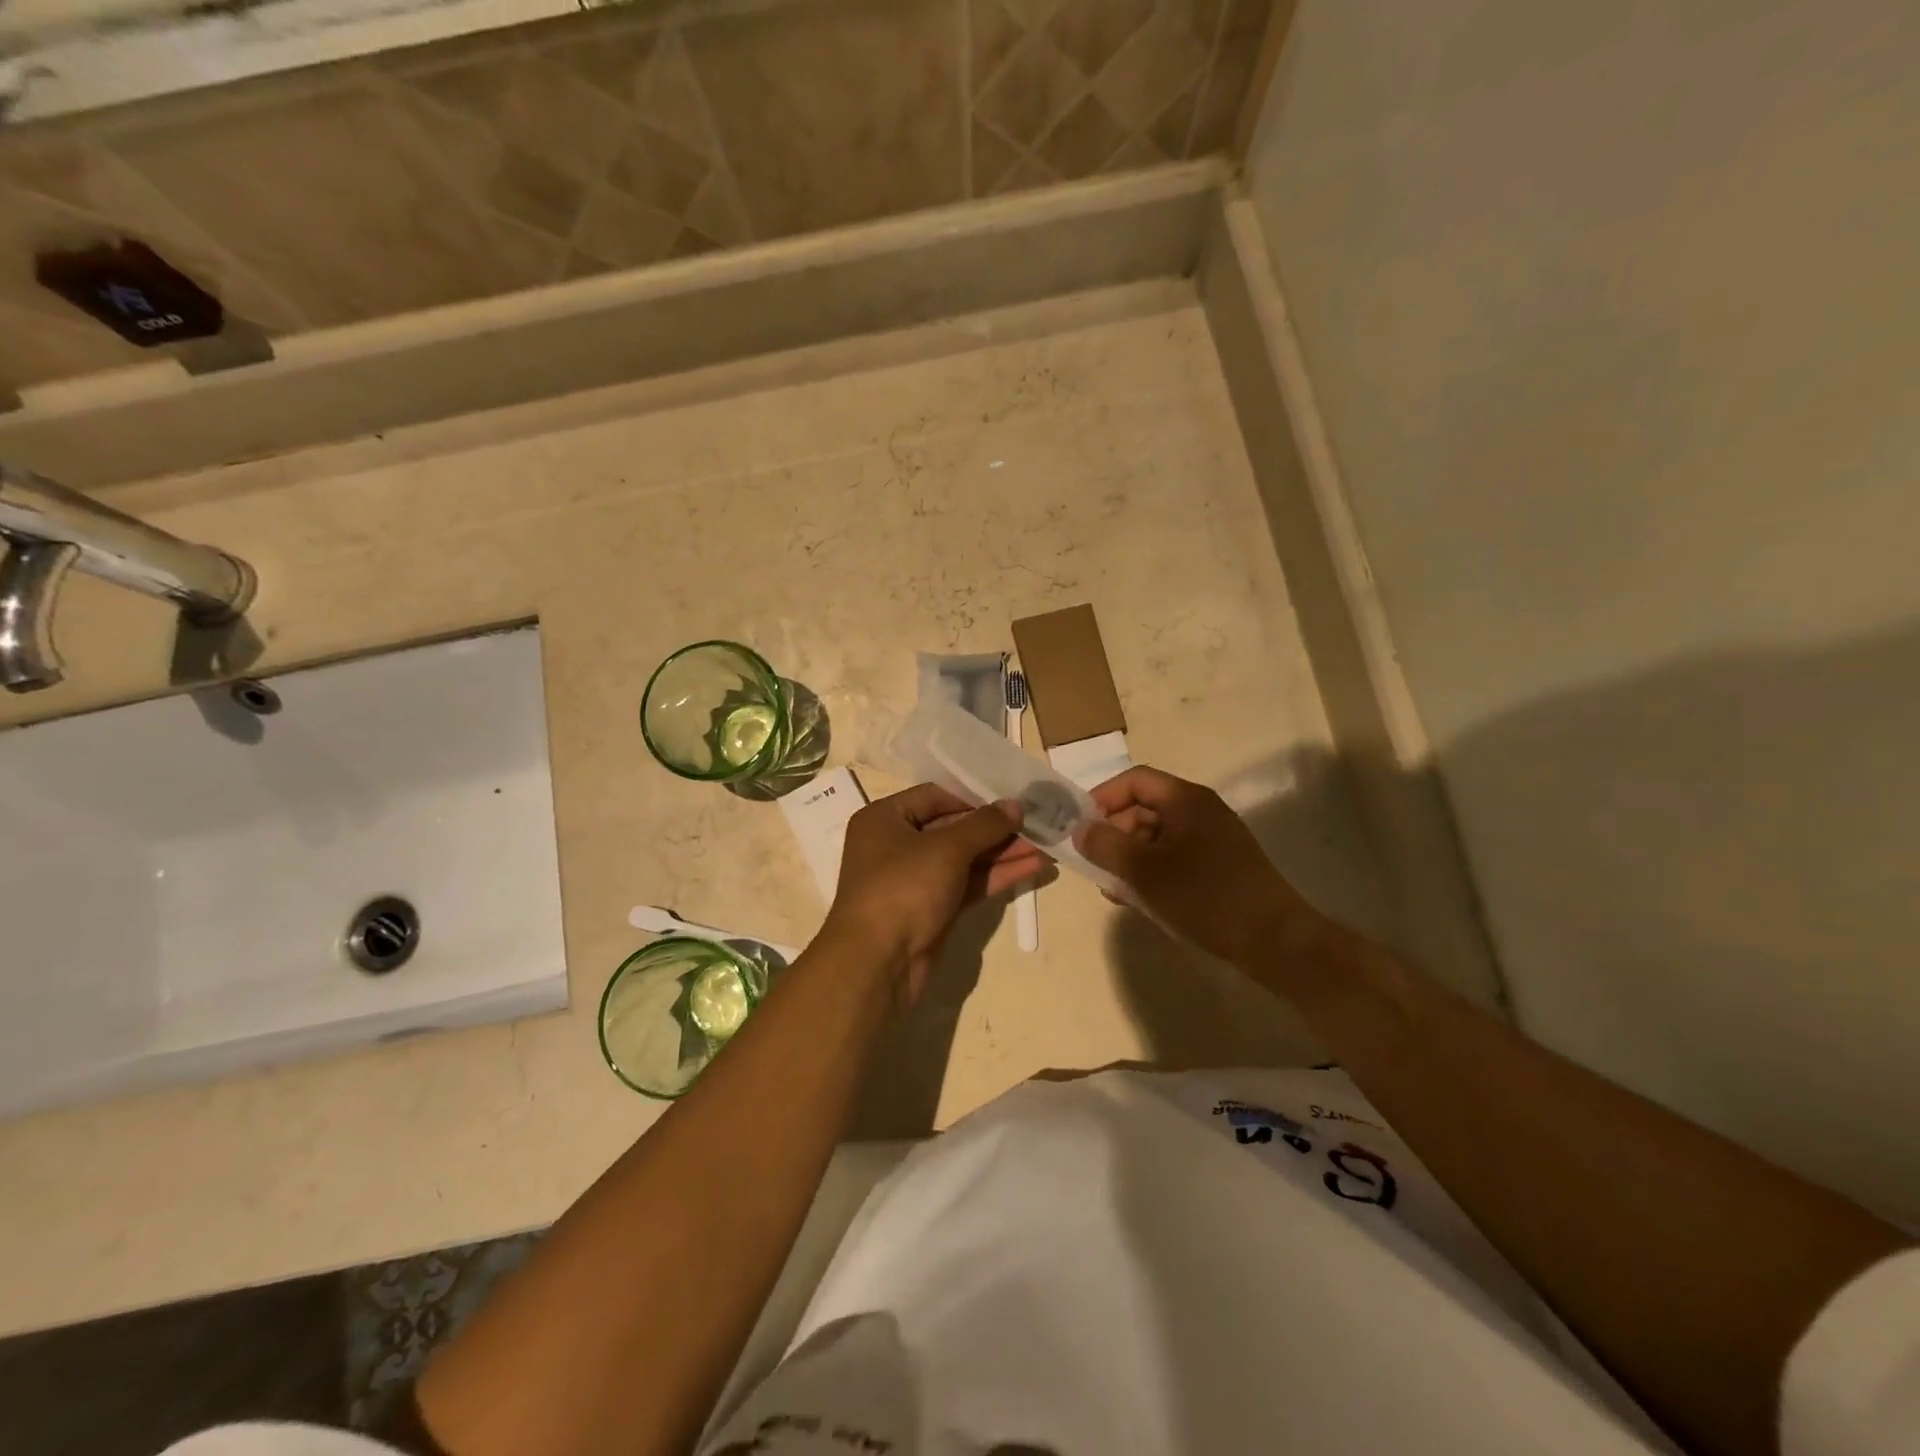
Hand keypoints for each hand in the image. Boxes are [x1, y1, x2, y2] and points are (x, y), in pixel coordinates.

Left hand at [822, 784, 1047, 1006]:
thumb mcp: (946, 848)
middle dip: (995, 829)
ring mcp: (915, 880)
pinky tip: (1032, 868)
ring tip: (1044, 846)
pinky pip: (967, 884)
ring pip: (964, 859)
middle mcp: (896, 845)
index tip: (1011, 801)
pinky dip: (996, 876)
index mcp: (884, 819)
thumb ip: (984, 824)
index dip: (973, 797)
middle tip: (1036, 823)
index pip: (935, 796)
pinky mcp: (932, 909)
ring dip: (1002, 853)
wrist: (878, 963)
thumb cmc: (903, 888)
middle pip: (953, 828)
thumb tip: (1015, 805)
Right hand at [1075, 766, 1316, 968]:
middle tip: (1094, 865)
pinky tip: (1140, 901)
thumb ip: (1106, 845)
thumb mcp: (1144, 872)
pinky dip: (1152, 873)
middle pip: (1144, 808)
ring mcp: (1213, 839)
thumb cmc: (1204, 897)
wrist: (1274, 941)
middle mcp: (1200, 811)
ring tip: (1114, 890)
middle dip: (1114, 834)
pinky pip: (1174, 858)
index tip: (1079, 827)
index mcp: (1186, 800)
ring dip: (1130, 858)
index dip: (1102, 798)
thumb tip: (1080, 830)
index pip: (1135, 781)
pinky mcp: (1219, 866)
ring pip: (1157, 837)